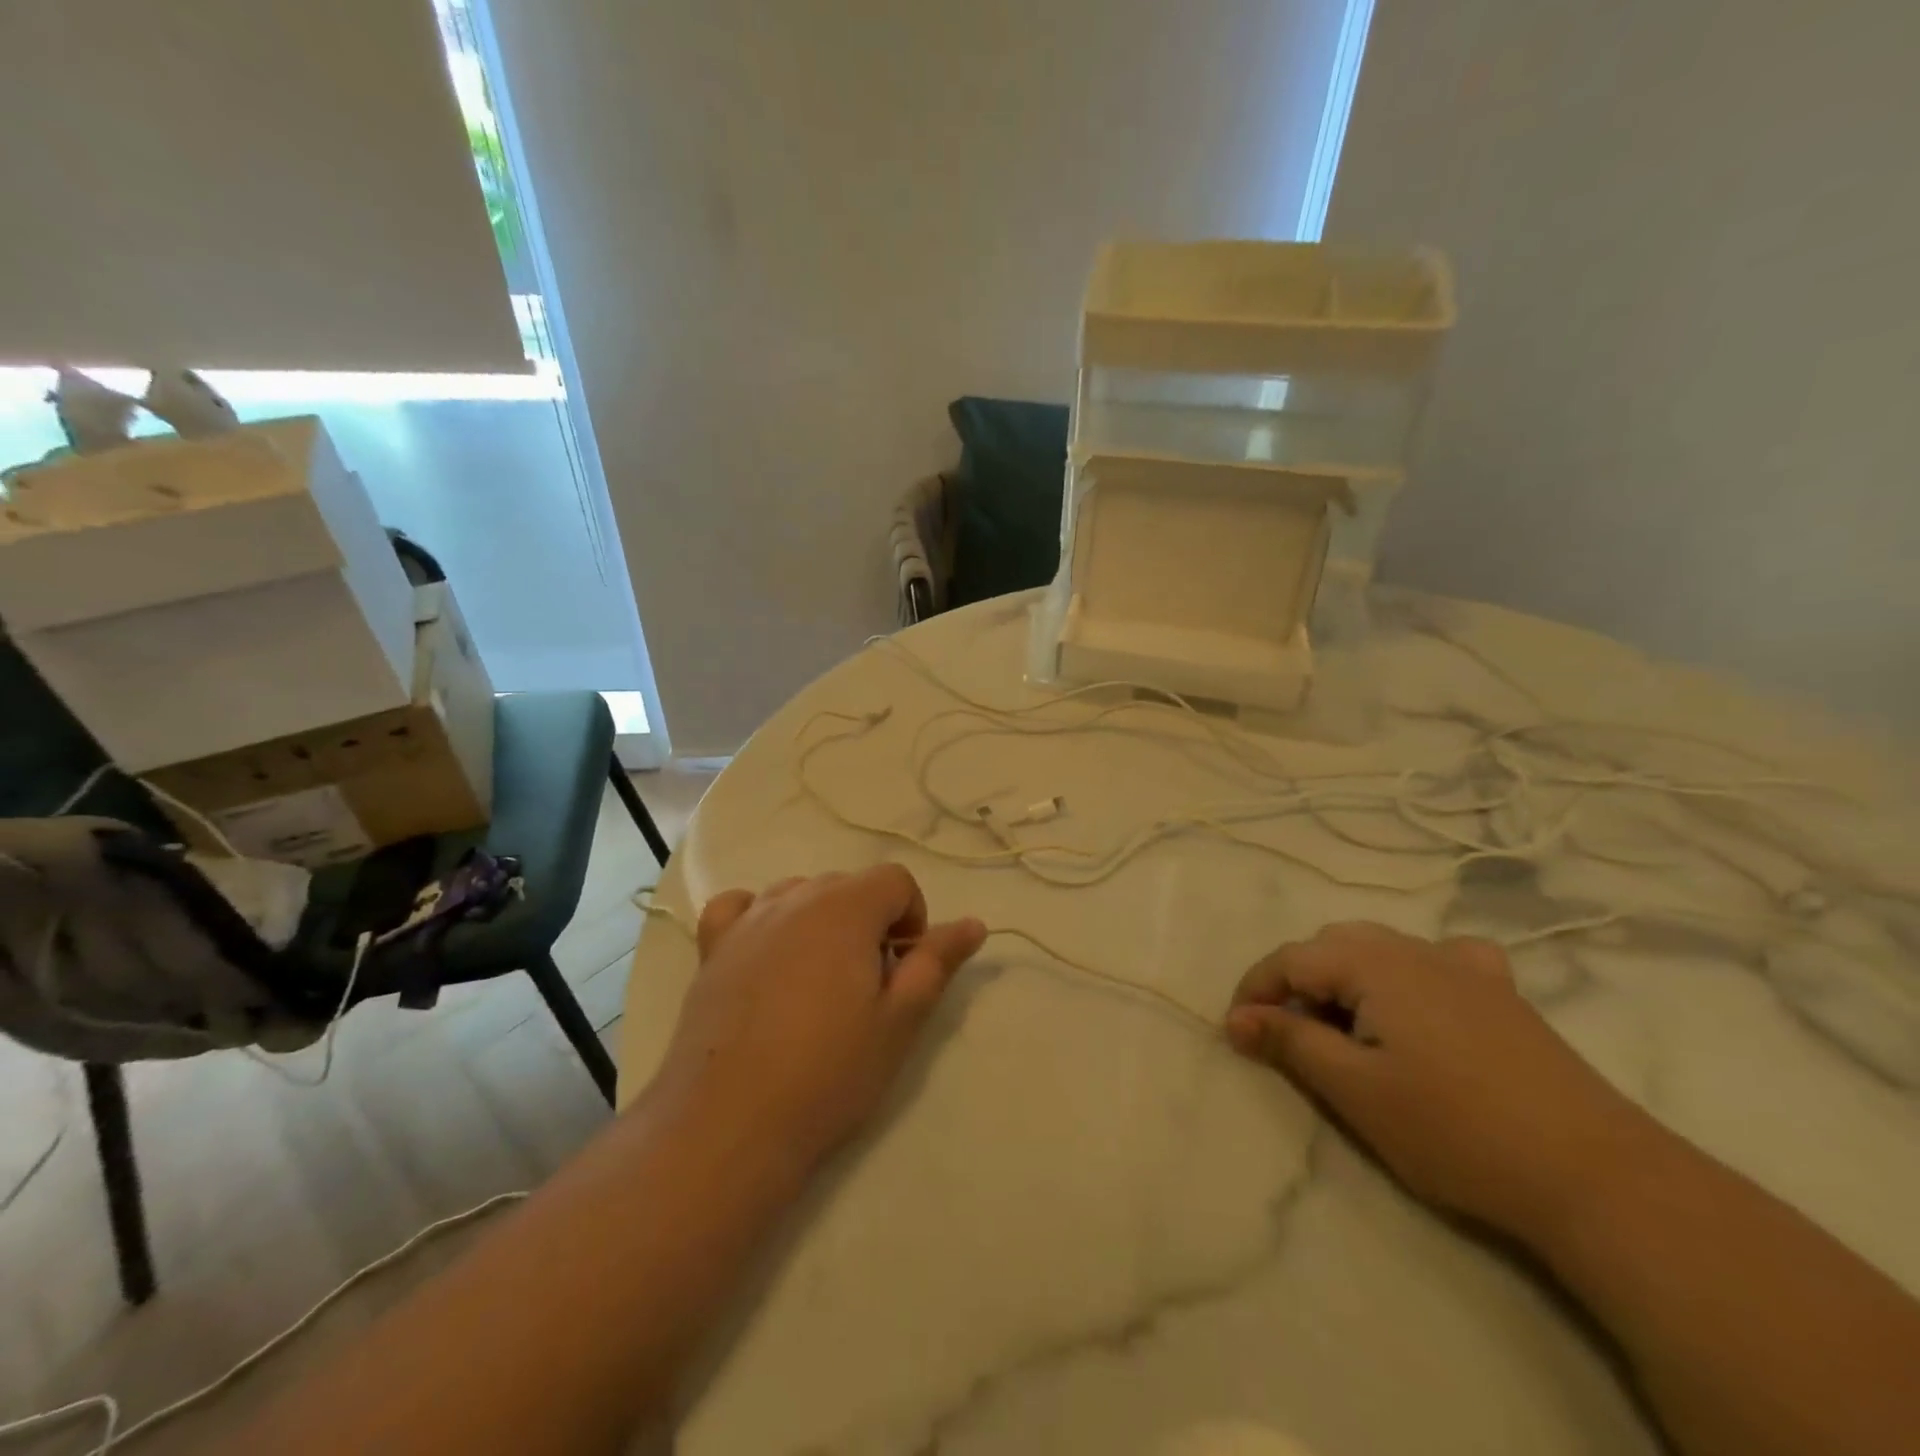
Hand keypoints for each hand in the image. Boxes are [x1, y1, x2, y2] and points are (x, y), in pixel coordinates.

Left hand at [656, 866, 985, 1171]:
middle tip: (868, 987)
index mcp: (846, 908)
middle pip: (849, 885)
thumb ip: (937, 962)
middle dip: (870, 922)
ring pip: (799, 893)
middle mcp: (795, 897)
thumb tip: (973, 922)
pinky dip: (760, 917)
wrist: (730, 1124)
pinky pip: (740, 907)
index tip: (904, 969)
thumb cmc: (828, 1072)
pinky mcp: (712, 949)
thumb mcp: (900, 1020)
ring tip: (819, 981)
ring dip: (821, 921)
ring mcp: (748, 920)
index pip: (895, 879)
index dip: (912, 918)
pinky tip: (765, 953)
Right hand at [1224, 923, 1654, 1244]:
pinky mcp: (1502, 995)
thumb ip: (1290, 1042)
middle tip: (1288, 1036)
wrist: (1597, 1175)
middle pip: (1332, 945)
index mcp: (1373, 962)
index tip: (1236, 1033)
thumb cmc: (1456, 1129)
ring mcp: (1465, 967)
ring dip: (1346, 977)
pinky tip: (1420, 1002)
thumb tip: (1236, 1018)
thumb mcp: (1355, 1090)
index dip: (1255, 991)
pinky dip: (1409, 972)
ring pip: (1381, 948)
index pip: (1290, 959)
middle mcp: (1414, 948)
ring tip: (1344, 1028)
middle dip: (1297, 982)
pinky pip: (1440, 960)